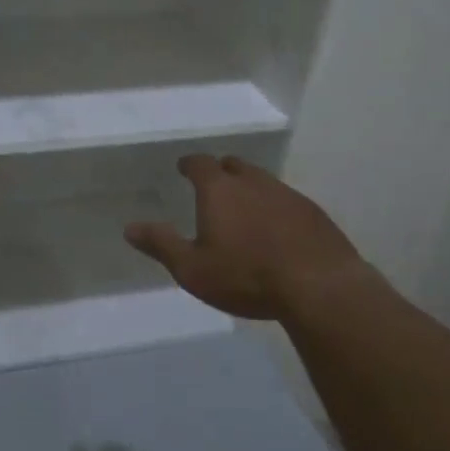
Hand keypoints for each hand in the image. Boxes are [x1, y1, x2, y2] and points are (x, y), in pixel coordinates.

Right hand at [124, 154, 366, 320]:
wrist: (319, 286)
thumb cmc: (246, 276)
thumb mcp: (192, 269)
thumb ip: (161, 244)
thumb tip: (130, 228)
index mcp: (220, 190)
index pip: (200, 164)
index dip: (190, 164)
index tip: (184, 168)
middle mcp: (254, 183)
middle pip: (234, 166)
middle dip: (221, 171)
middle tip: (214, 185)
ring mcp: (287, 195)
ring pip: (263, 181)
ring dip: (250, 189)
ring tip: (244, 209)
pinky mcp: (313, 213)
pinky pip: (287, 201)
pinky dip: (275, 208)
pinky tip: (276, 230)